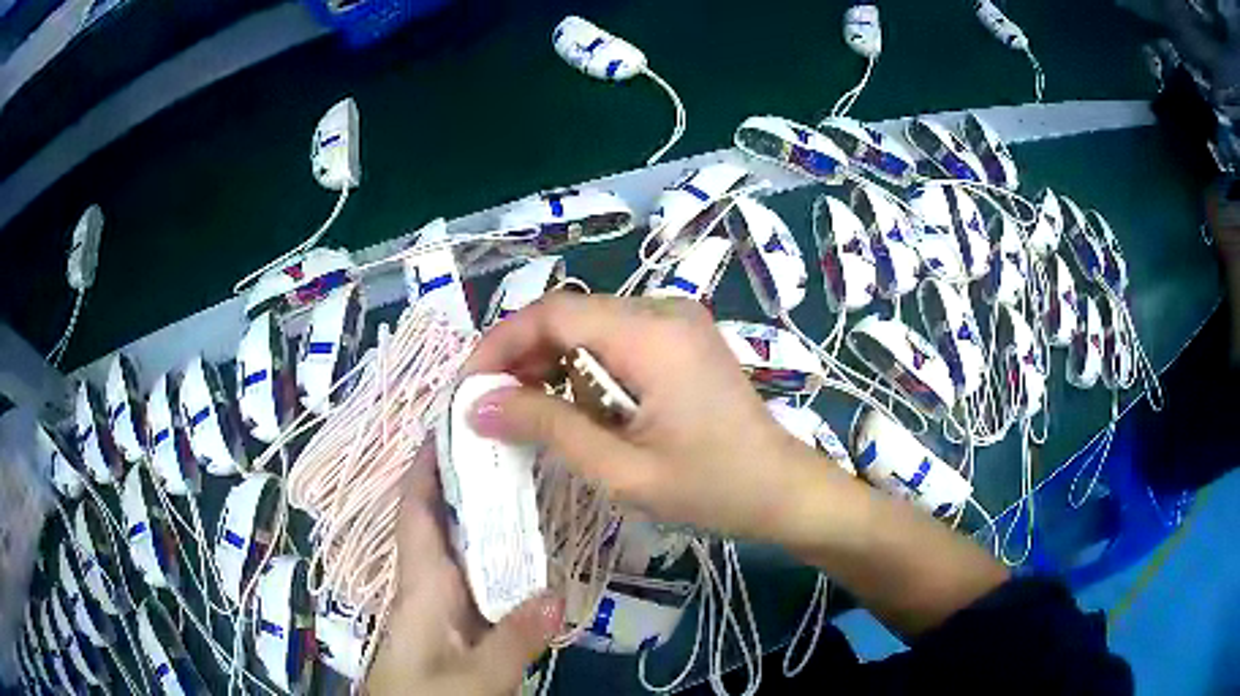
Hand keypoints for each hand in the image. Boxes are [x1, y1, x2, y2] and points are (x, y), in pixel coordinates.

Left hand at [366, 454, 562, 694]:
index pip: (416, 510)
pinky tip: (529, 554)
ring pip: (461, 547)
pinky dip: (498, 557)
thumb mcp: (475, 678)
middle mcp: (427, 583)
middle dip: (464, 480)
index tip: (452, 423)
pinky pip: (477, 577)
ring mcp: (441, 604)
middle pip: (440, 520)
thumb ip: (513, 640)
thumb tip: (559, 594)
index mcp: (421, 583)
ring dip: (484, 515)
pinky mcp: (455, 623)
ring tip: (526, 481)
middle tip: (509, 443)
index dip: (426, 465)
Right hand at [464, 292, 840, 545]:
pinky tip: (573, 406)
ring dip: (551, 363)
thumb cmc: (710, 489)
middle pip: (570, 314)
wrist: (782, 489)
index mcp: (652, 334)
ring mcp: (677, 320)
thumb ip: (548, 427)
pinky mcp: (682, 338)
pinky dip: (583, 367)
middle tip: (493, 406)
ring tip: (525, 412)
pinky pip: (615, 338)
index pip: (553, 313)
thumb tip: (479, 405)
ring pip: (589, 325)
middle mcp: (664, 310)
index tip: (472, 387)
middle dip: (523, 356)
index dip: (502, 343)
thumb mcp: (621, 469)